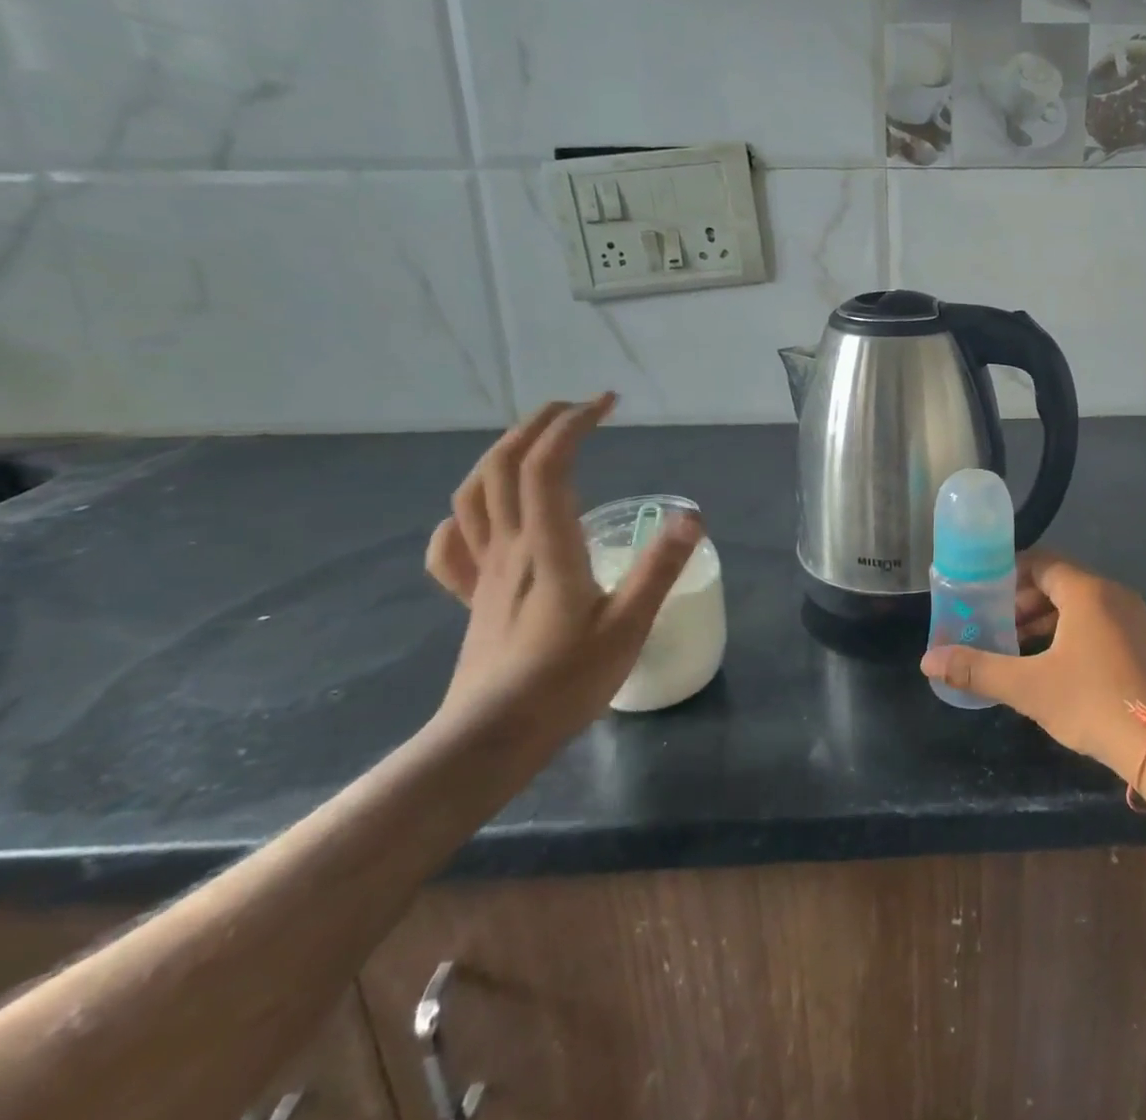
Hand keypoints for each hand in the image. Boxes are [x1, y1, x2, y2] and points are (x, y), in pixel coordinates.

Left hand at [424, 394, 702, 746]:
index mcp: (548, 547)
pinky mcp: (472, 599)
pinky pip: (453, 547)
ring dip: (500, 455)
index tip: (607, 404)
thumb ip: (659, 569)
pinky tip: (482, 515)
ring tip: (534, 443)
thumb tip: (692, 515)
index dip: (573, 424)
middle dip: (537, 424)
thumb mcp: (628, 626)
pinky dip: (464, 516)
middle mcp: (510, 548)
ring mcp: (484, 573)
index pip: (548, 465)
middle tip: (577, 409)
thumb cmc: (564, 683)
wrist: (490, 741)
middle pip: (503, 466)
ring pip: (473, 495)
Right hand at [922, 550, 1145, 783]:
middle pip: (1059, 582)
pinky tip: (1053, 665)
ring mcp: (1133, 618)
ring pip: (1080, 605)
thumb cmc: (1093, 703)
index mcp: (1087, 591)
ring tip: (1017, 648)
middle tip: (995, 626)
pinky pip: (1098, 622)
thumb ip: (977, 670)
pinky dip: (1070, 632)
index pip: (1041, 562)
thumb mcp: (1028, 687)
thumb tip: (928, 661)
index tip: (983, 594)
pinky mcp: (1143, 642)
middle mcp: (1113, 594)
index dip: (1008, 574)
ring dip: (1046, 620)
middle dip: (1023, 602)